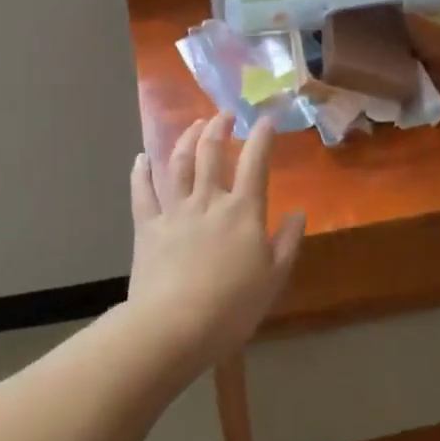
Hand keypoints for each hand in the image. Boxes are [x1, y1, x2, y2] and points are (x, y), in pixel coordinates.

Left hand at [128, 113, 305, 366]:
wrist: (174, 326)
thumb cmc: (232, 306)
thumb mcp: (274, 277)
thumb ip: (287, 241)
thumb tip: (298, 212)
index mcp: (243, 211)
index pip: (256, 163)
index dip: (262, 137)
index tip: (265, 119)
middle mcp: (208, 201)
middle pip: (212, 153)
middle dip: (219, 128)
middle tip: (224, 114)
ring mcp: (174, 211)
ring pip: (179, 164)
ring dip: (187, 139)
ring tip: (194, 125)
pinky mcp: (147, 227)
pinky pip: (142, 192)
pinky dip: (141, 172)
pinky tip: (141, 158)